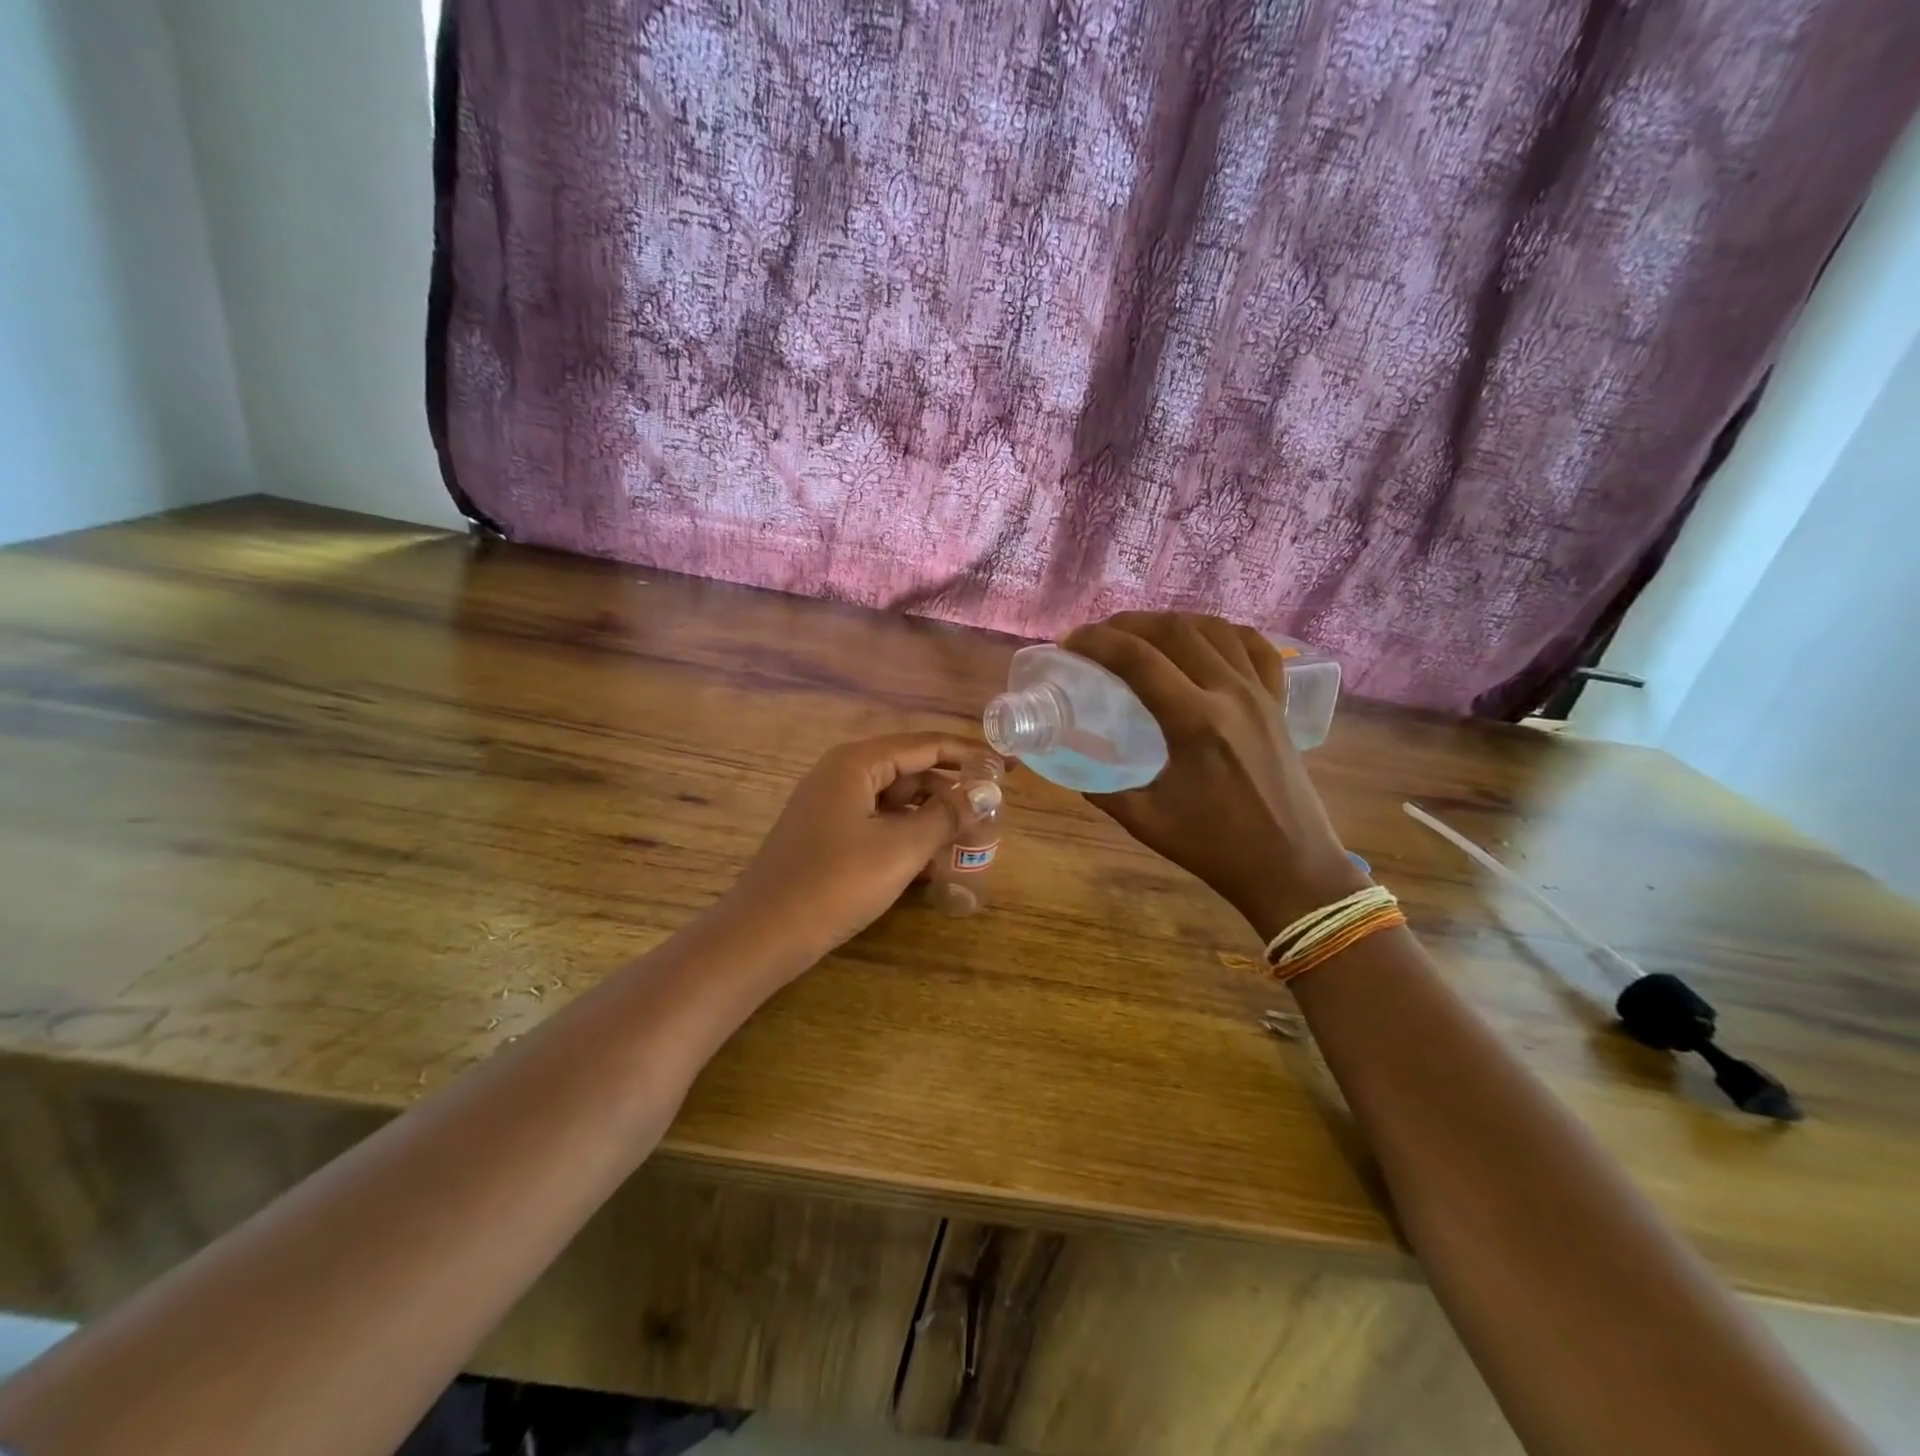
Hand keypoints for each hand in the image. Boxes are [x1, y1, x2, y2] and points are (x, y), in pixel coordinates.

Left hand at [723, 733, 984, 963]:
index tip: (1008, 767)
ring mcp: (831, 806)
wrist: (764, 934)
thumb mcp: (901, 848)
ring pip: (895, 802)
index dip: (970, 755)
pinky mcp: (827, 835)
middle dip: (951, 792)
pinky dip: (905, 837)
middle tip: (992, 814)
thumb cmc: (836, 882)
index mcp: (857, 763)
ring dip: (931, 819)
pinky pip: (877, 824)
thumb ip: (947, 815)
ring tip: (969, 842)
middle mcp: (842, 774)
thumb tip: (987, 792)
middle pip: (911, 771)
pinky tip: (933, 864)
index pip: (926, 745)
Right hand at [1060, 613, 1365, 941]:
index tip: (1069, 643)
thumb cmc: (1215, 848)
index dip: (1097, 642)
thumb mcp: (1145, 821)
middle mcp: (1231, 694)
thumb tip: (1071, 761)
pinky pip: (1255, 648)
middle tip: (1098, 637)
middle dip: (1128, 624)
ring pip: (1214, 629)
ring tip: (1141, 635)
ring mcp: (1261, 694)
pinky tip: (1204, 640)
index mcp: (1195, 723)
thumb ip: (1101, 788)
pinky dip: (1224, 633)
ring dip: (1171, 623)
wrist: (1290, 868)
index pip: (1138, 660)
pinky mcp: (1279, 703)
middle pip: (1175, 631)